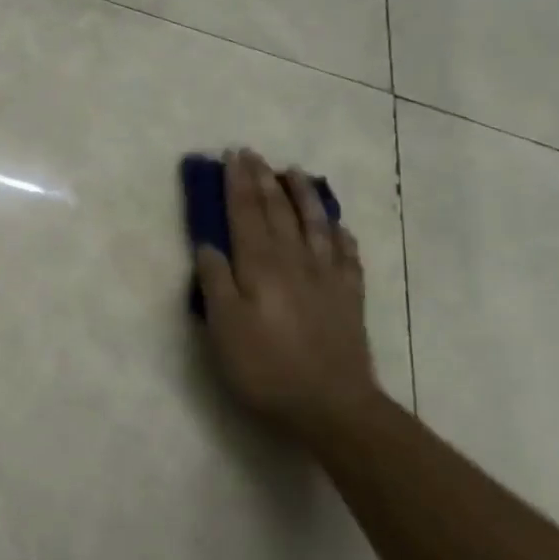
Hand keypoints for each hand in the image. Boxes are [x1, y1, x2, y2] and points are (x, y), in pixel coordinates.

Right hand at [194, 149, 380, 437]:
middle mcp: (294, 261)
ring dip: (303, 196)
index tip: (232, 155)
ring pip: (315, 224)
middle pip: (278, 211)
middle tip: (254, 154)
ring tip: (295, 173)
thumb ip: (215, 283)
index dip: (237, 183)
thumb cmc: (266, 368)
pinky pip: (346, 255)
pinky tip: (337, 226)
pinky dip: (339, 234)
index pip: (245, 214)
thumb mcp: (224, 328)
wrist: (332, 406)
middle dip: (263, 180)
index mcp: (260, 266)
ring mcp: (327, 278)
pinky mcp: (350, 298)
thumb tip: (208, 245)